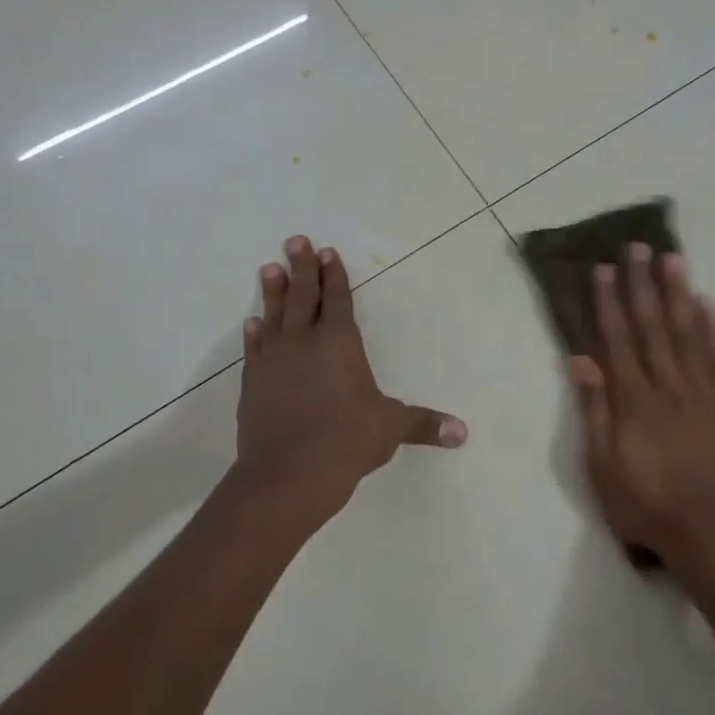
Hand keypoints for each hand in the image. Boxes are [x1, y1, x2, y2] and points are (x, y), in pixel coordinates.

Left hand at [233, 236, 465, 535]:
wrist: (287, 474)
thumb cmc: (346, 441)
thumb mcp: (390, 429)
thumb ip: (424, 425)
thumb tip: (462, 433)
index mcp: (339, 342)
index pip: (338, 299)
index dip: (334, 275)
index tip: (327, 253)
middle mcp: (304, 341)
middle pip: (303, 295)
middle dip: (302, 267)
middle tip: (296, 241)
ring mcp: (274, 360)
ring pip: (275, 314)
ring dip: (273, 290)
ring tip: (270, 268)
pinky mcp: (253, 382)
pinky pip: (254, 348)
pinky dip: (255, 333)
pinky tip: (252, 322)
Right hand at [569, 243, 714, 576]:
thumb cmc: (650, 507)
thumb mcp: (604, 468)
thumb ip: (594, 411)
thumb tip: (580, 360)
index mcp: (634, 401)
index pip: (618, 340)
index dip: (610, 302)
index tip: (605, 269)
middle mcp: (669, 386)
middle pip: (653, 327)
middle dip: (643, 284)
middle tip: (638, 246)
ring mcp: (704, 393)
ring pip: (688, 333)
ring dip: (678, 294)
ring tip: (672, 259)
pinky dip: (712, 329)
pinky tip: (706, 304)